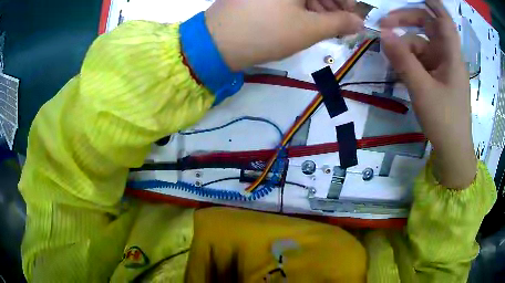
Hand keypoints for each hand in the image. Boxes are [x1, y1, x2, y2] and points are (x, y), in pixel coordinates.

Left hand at [205, 0, 362, 70]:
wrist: (217, 43)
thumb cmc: (267, 32)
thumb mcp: (309, 29)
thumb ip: (339, 23)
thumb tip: (359, 22)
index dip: (345, 0)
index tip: (352, 15)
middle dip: (331, 4)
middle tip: (339, 24)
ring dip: (317, 6)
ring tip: (322, 26)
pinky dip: (299, 5)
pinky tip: (304, 19)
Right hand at [380, 0, 475, 188]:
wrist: (453, 152)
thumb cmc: (444, 121)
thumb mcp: (422, 90)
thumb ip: (403, 60)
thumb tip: (383, 34)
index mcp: (451, 57)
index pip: (444, 20)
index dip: (432, 3)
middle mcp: (448, 58)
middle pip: (428, 29)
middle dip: (406, 22)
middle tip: (384, 25)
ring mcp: (443, 69)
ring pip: (422, 47)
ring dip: (405, 48)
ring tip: (390, 60)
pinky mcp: (438, 80)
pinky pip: (422, 62)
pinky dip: (410, 62)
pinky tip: (399, 71)